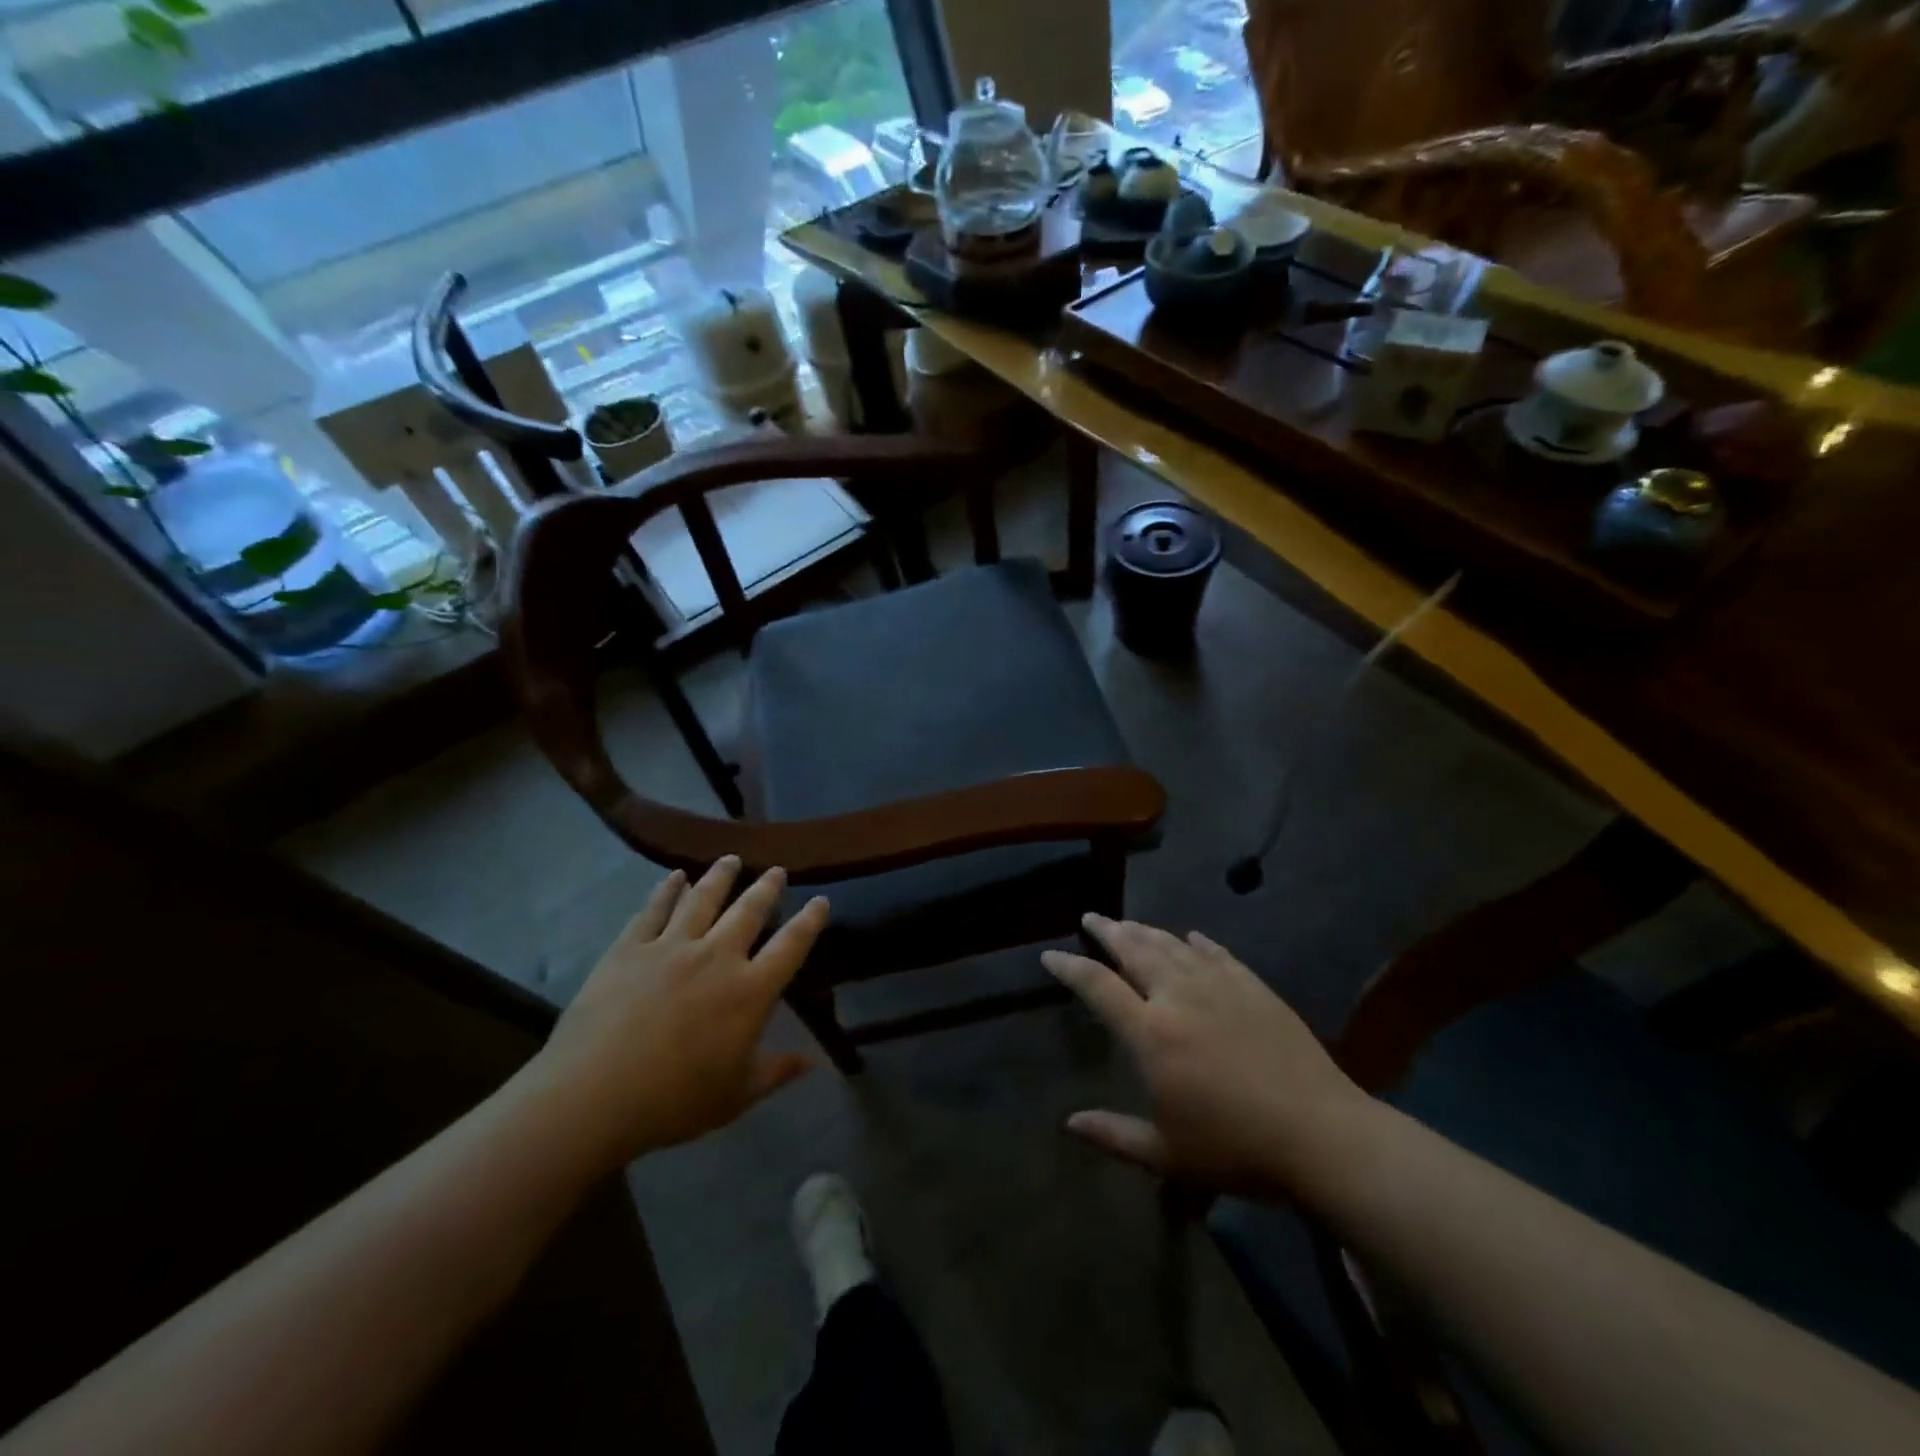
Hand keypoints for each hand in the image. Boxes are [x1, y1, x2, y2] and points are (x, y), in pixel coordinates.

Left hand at [520, 857, 828, 1168]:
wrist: (593, 1096)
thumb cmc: (673, 1101)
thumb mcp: (736, 1095)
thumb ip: (777, 1071)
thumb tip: (815, 1061)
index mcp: (750, 991)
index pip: (791, 946)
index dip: (810, 921)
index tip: (821, 900)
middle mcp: (717, 956)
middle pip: (749, 911)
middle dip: (766, 888)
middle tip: (777, 870)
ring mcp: (671, 947)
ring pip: (703, 899)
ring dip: (720, 876)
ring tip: (731, 859)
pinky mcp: (630, 948)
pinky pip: (654, 909)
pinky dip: (667, 889)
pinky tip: (675, 876)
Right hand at [1043, 915, 1370, 1195]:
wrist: (1321, 1135)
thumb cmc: (1235, 1148)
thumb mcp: (1166, 1155)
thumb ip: (1114, 1134)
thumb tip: (1069, 1124)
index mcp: (1150, 1033)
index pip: (1098, 986)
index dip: (1070, 967)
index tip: (1050, 954)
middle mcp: (1178, 996)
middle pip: (1134, 950)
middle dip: (1108, 931)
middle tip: (1091, 916)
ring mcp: (1219, 986)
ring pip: (1172, 946)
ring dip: (1146, 931)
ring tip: (1128, 922)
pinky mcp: (1253, 987)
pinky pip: (1217, 954)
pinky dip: (1198, 943)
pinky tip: (1191, 937)